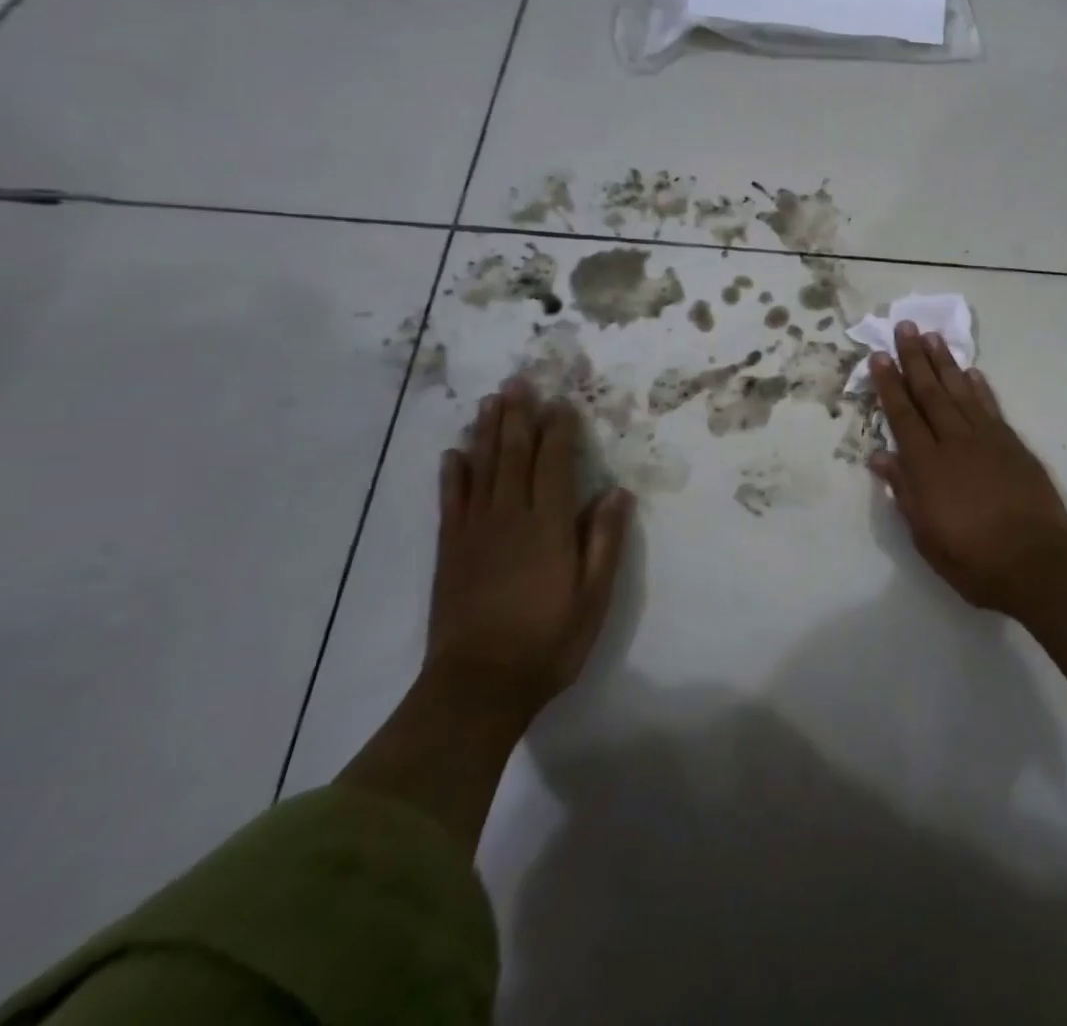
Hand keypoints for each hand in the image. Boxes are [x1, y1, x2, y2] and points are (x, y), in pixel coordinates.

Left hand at [425, 377, 632, 721]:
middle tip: (518, 381)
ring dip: (487, 432)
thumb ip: (603, 540)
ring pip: (482, 468)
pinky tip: (454, 453)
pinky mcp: (450, 550)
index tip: (561, 400)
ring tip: (490, 401)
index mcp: (548, 526)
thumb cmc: (548, 641)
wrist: (478, 686)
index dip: (558, 429)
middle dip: (518, 416)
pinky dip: (453, 473)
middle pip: (514, 455)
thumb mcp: (593, 596)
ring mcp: (474, 531)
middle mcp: (509, 517)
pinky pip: (451, 501)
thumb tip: (616, 491)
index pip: (554, 463)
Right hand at [868, 324, 1066, 618]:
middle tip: (905, 326)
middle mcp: (954, 441)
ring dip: (945, 363)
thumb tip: (881, 456)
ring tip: (933, 337)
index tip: (880, 356)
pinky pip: (991, 407)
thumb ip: (903, 491)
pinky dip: (979, 387)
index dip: (890, 384)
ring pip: (960, 392)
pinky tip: (971, 372)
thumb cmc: (973, 559)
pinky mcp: (1013, 444)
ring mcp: (987, 439)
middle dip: (915, 359)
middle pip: (930, 393)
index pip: (902, 415)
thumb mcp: (925, 535)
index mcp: (927, 465)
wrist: (1037, 561)